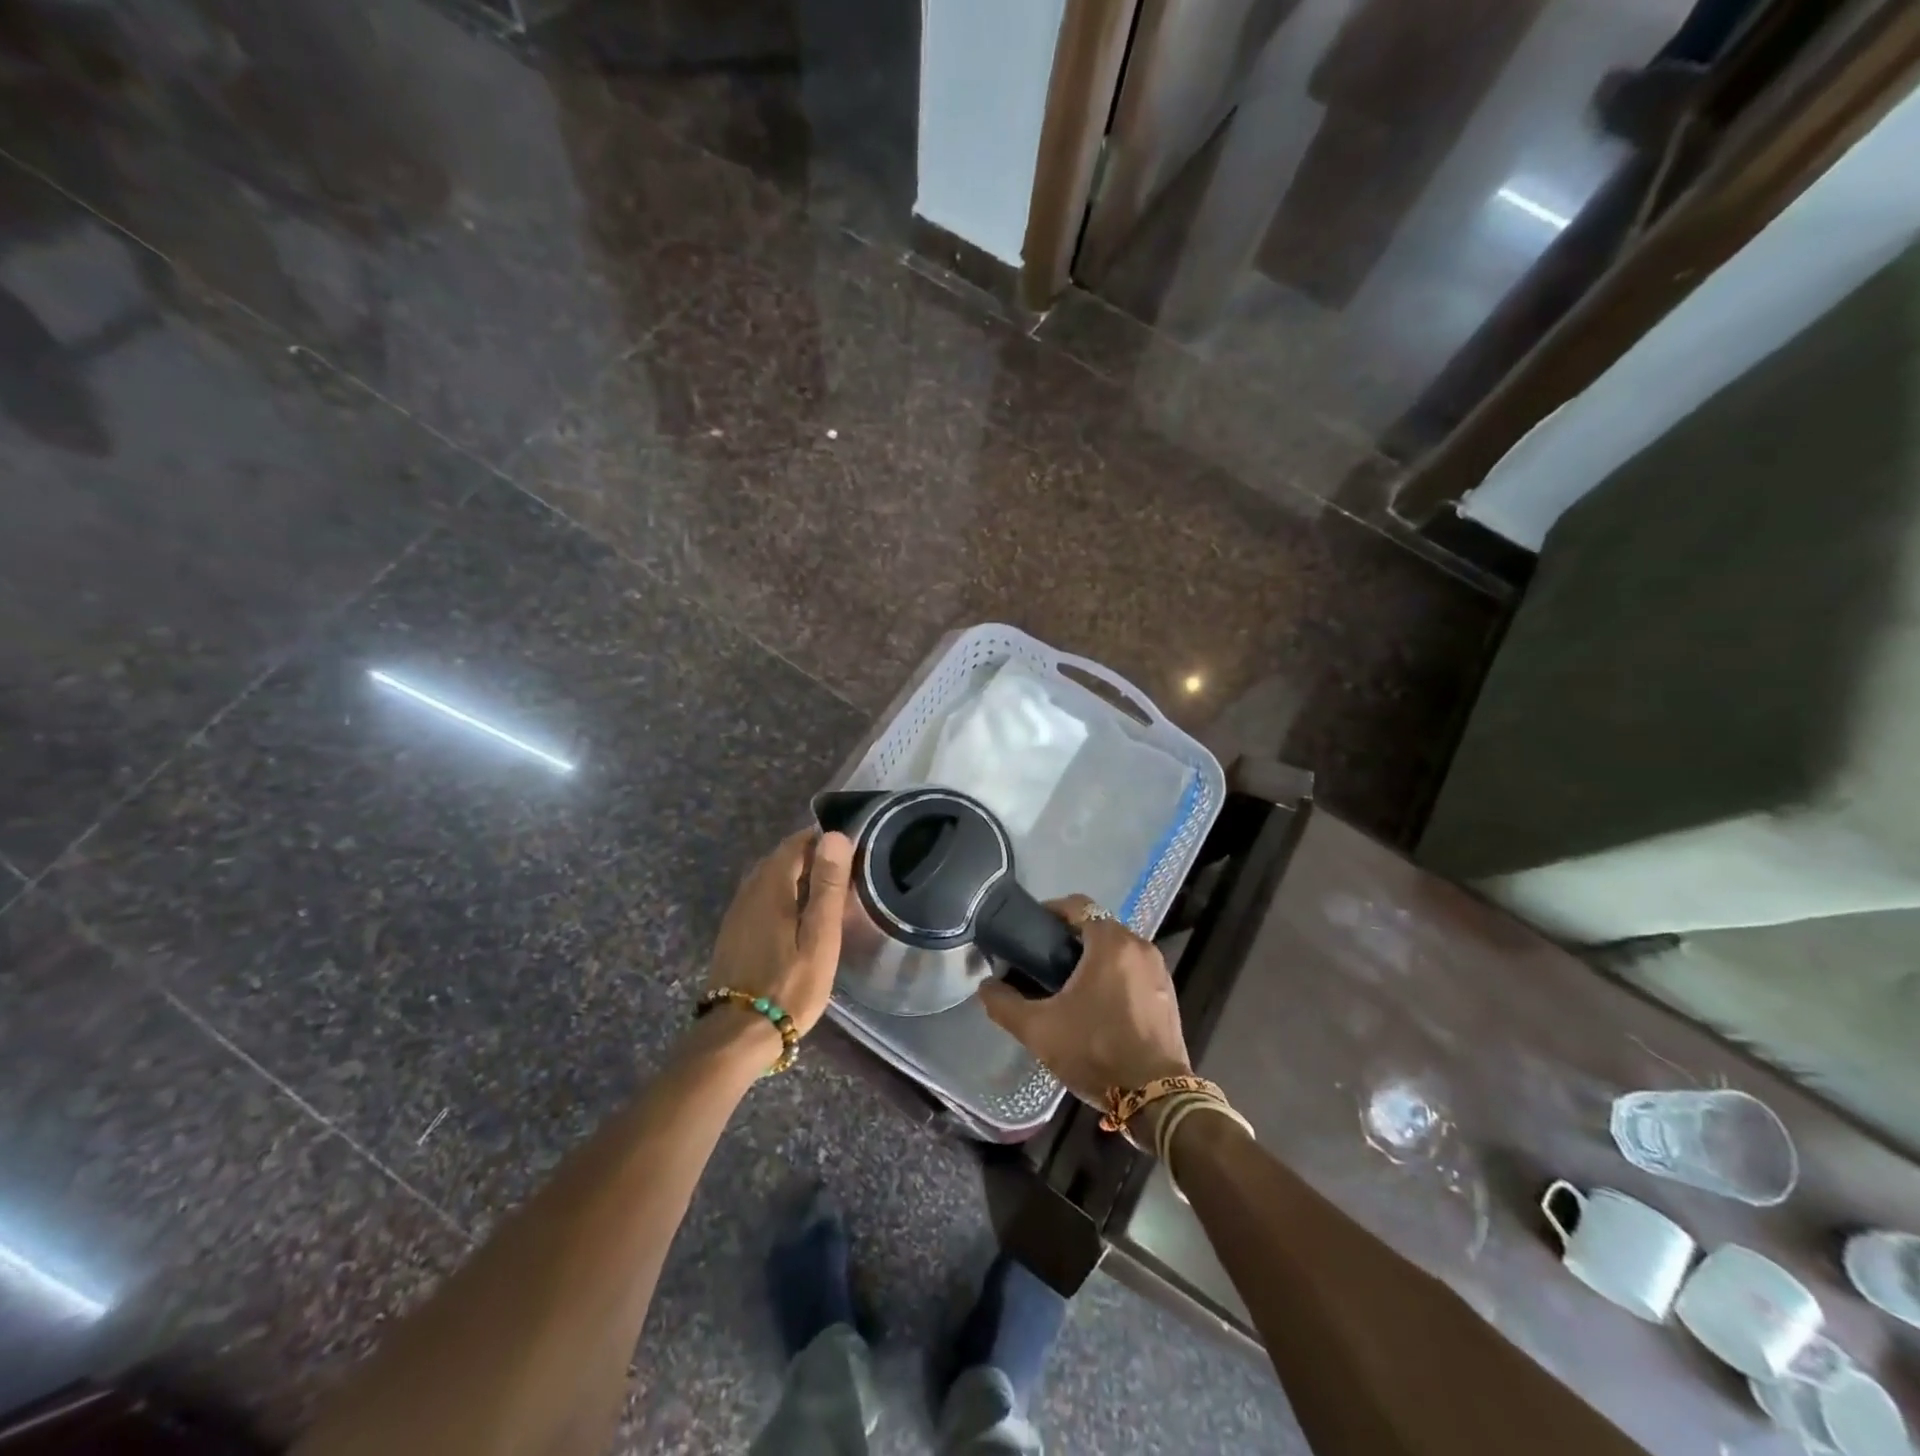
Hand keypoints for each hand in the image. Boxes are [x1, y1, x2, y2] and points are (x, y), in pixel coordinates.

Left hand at [706, 829, 852, 1036]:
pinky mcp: (732, 934)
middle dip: (806, 856)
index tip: (845, 848)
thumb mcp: (819, 937)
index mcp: (771, 888)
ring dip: (791, 876)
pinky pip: (757, 898)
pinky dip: (778, 895)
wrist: (738, 1034)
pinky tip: (793, 916)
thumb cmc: (789, 985)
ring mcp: (736, 914)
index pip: (793, 845)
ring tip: (821, 891)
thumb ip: (827, 886)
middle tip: (838, 870)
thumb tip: (833, 835)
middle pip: (777, 859)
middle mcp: (748, 893)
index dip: (818, 840)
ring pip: (765, 879)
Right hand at [976, 894, 1191, 1104]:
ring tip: (1065, 984)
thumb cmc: (1096, 1051)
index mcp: (1111, 942)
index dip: (1050, 911)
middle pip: (1097, 925)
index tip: (1031, 931)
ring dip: (1092, 957)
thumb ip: (1004, 1004)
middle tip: (1041, 961)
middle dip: (1069, 938)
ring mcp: (1158, 970)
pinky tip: (1096, 1004)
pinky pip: (1133, 969)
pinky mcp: (1167, 993)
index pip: (1078, 905)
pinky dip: (1113, 974)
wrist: (1156, 1098)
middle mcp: (1139, 946)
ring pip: (1117, 948)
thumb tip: (986, 987)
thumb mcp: (1039, 1030)